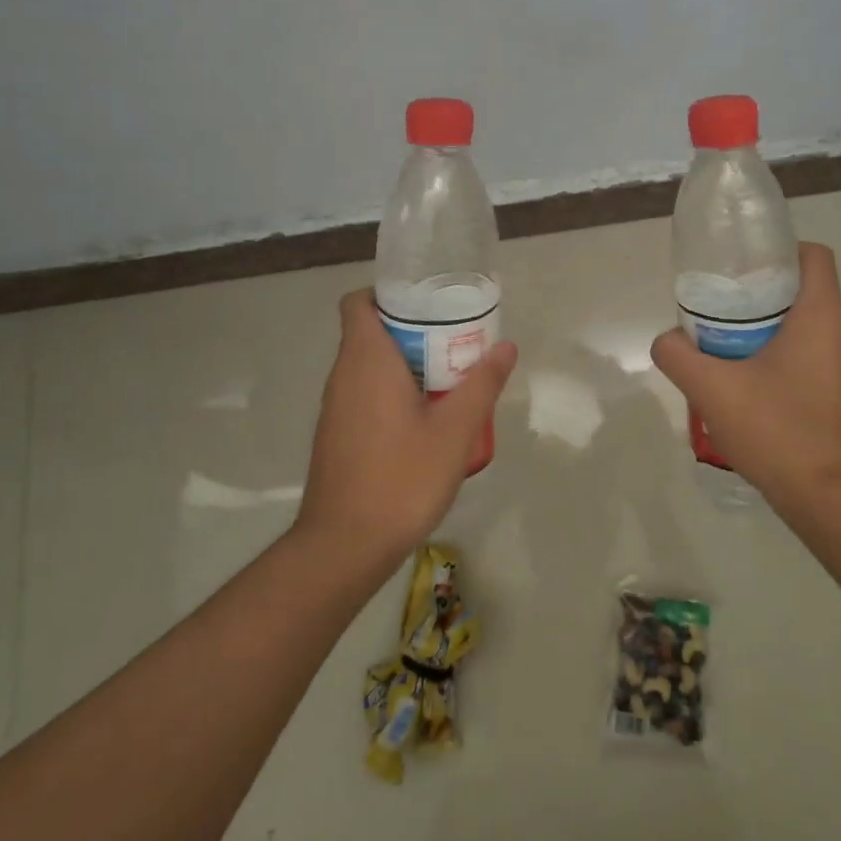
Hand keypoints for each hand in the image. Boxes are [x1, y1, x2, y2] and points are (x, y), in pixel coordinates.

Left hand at [294, 289, 517, 572]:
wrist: (344, 546)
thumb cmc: (401, 478)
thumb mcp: (454, 431)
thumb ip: (482, 384)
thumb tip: (506, 346)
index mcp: (366, 360)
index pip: (359, 302)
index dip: (388, 293)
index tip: (427, 303)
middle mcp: (343, 375)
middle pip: (370, 331)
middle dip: (411, 329)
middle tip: (454, 340)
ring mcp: (335, 407)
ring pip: (368, 365)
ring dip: (404, 362)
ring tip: (447, 376)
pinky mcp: (336, 434)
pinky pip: (364, 393)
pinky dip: (391, 390)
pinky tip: (424, 418)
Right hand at [650, 242, 840, 512]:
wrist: (830, 500)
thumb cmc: (777, 430)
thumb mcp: (711, 388)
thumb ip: (678, 354)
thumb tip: (667, 340)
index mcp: (822, 317)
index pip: (812, 256)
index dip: (778, 251)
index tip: (742, 268)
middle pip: (804, 292)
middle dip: (762, 295)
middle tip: (721, 312)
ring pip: (808, 327)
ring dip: (771, 330)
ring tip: (730, 351)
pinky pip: (815, 358)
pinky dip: (785, 359)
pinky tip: (753, 388)